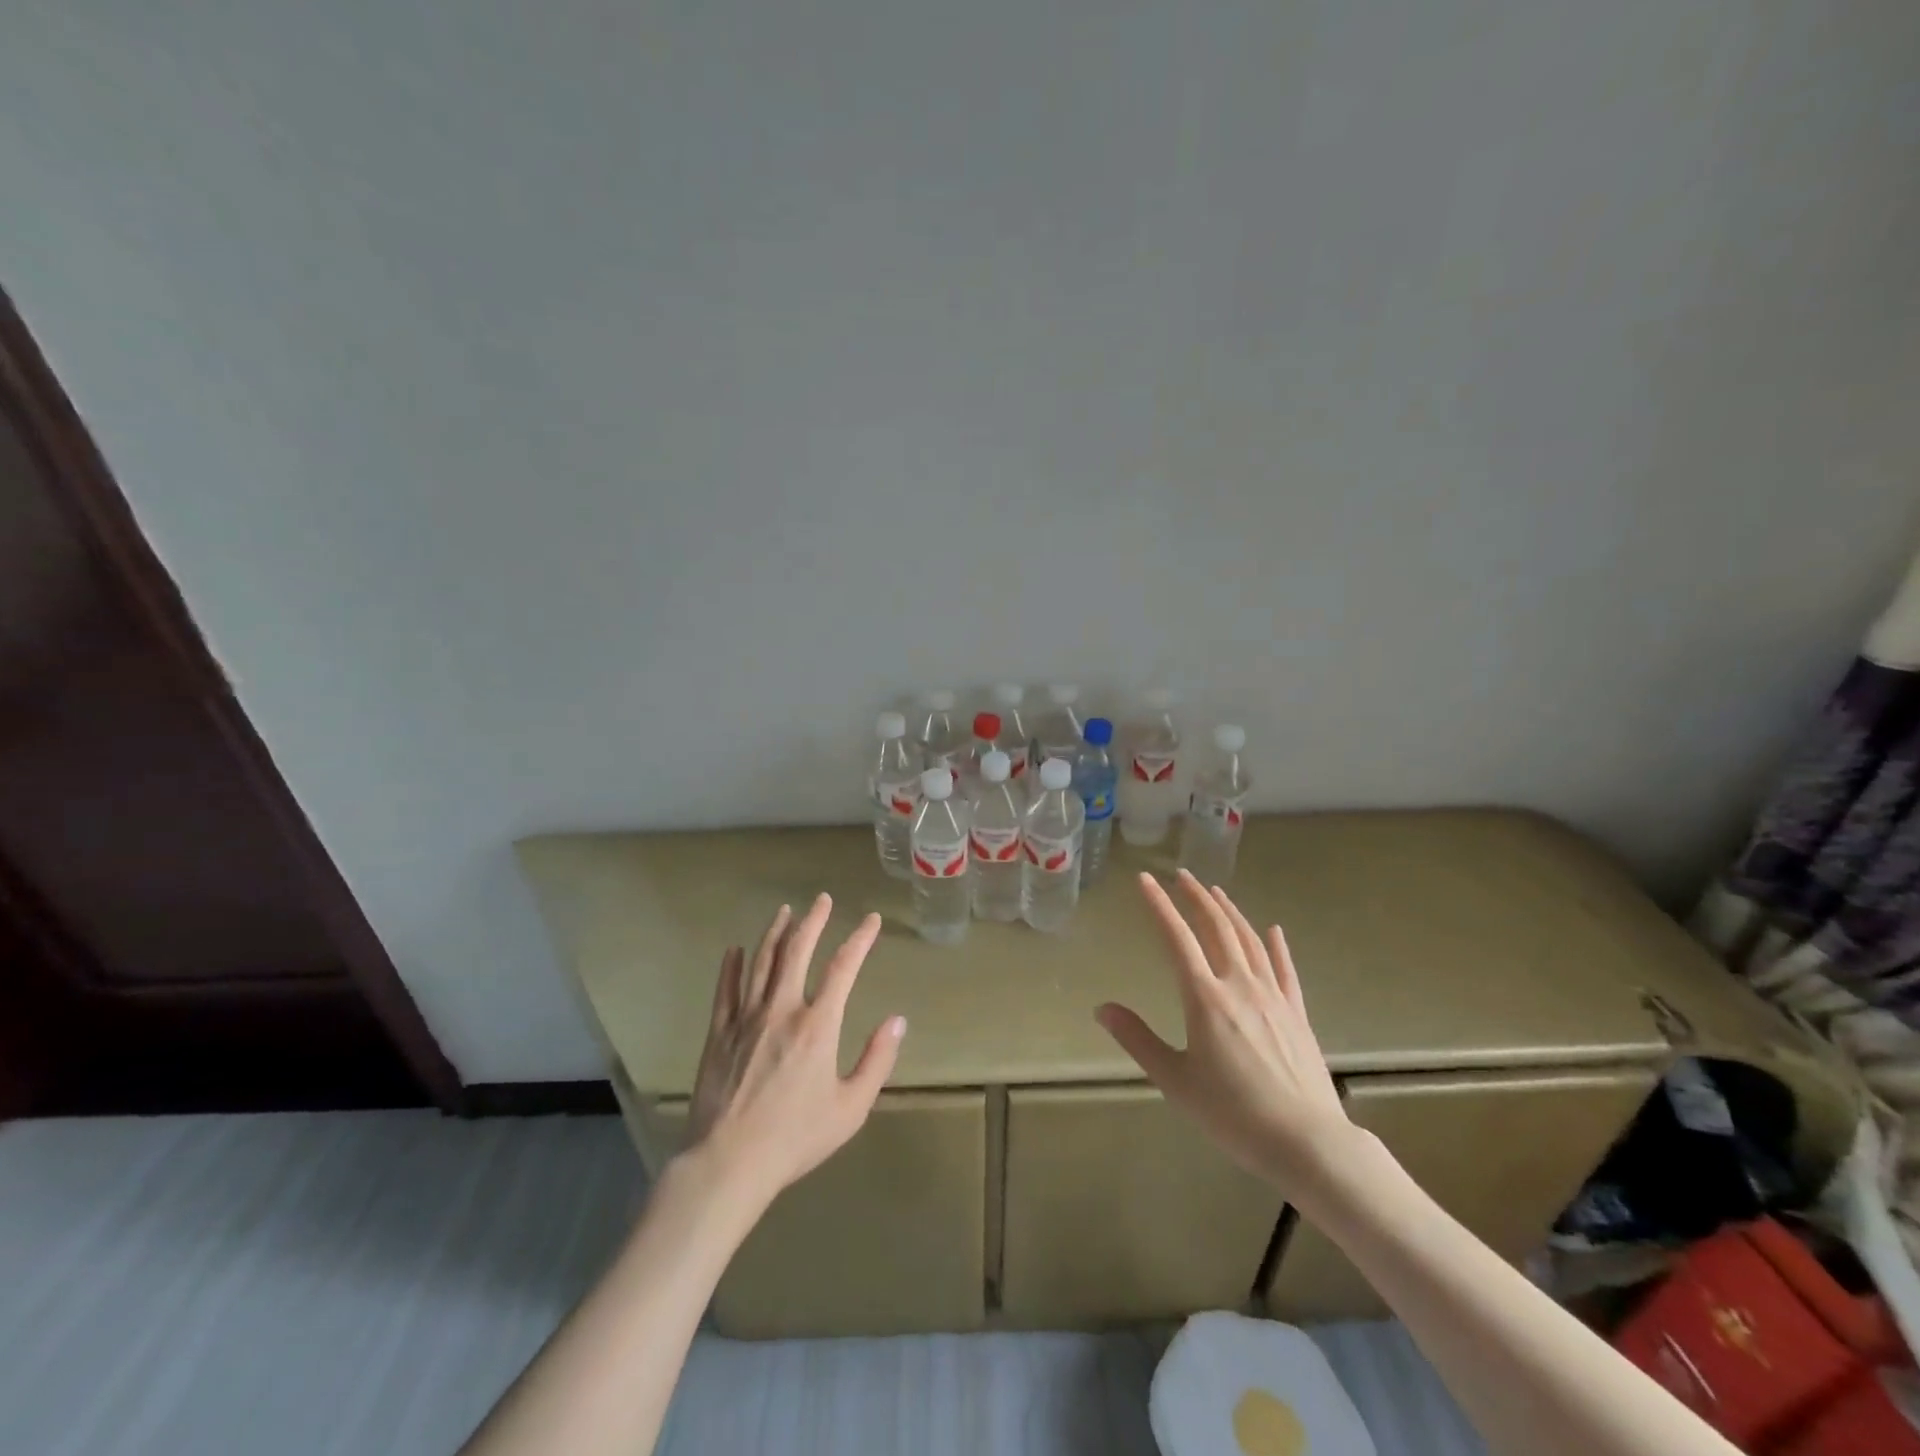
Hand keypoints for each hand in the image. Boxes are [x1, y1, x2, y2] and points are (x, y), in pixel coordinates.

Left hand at [682, 894, 905, 1211]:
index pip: (843, 968)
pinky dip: (731, 966)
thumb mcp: (851, 1107)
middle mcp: (782, 1009)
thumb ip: (877, 1061)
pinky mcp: (719, 1033)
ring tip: (784, 911)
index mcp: (818, 1025)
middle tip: (821, 899)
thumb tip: (898, 1020)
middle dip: (812, 920)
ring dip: (775, 932)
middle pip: (797, 951)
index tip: (871, 920)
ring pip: (762, 962)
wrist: (729, 1163)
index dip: (860, 939)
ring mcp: (746, 1018)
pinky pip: (725, 989)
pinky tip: (735, 950)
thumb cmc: (796, 1137)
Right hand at [1096, 870, 1353, 1196]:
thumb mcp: (1174, 1080)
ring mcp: (1272, 996)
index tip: (1146, 879)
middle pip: (1217, 929)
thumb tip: (1102, 1008)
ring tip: (1216, 892)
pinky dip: (1276, 945)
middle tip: (1182, 876)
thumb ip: (1138, 1040)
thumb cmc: (1232, 1113)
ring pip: (1250, 941)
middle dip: (1197, 898)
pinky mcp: (1297, 1013)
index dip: (1159, 905)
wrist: (1306, 1141)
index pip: (1177, 938)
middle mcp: (1238, 985)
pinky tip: (1273, 930)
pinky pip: (1285, 969)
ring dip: (1230, 912)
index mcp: (1204, 997)